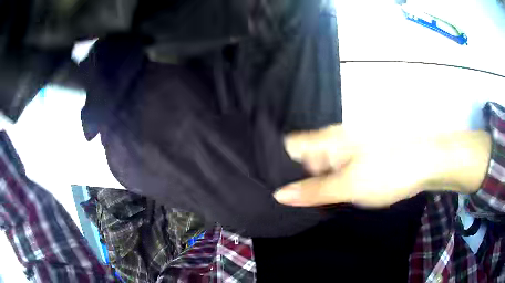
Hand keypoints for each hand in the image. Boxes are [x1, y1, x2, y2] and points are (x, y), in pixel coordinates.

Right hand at [274, 126, 490, 207]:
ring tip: (301, 204)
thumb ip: (313, 191)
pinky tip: (326, 198)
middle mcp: (333, 142)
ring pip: (319, 167)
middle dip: (293, 178)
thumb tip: (279, 194)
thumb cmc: (388, 171)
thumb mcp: (348, 186)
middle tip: (284, 202)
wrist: (425, 162)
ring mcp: (347, 150)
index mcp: (327, 141)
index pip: (289, 146)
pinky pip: (335, 171)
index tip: (264, 183)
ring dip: (311, 183)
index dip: (274, 162)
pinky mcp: (358, 159)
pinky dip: (328, 184)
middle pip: (302, 158)